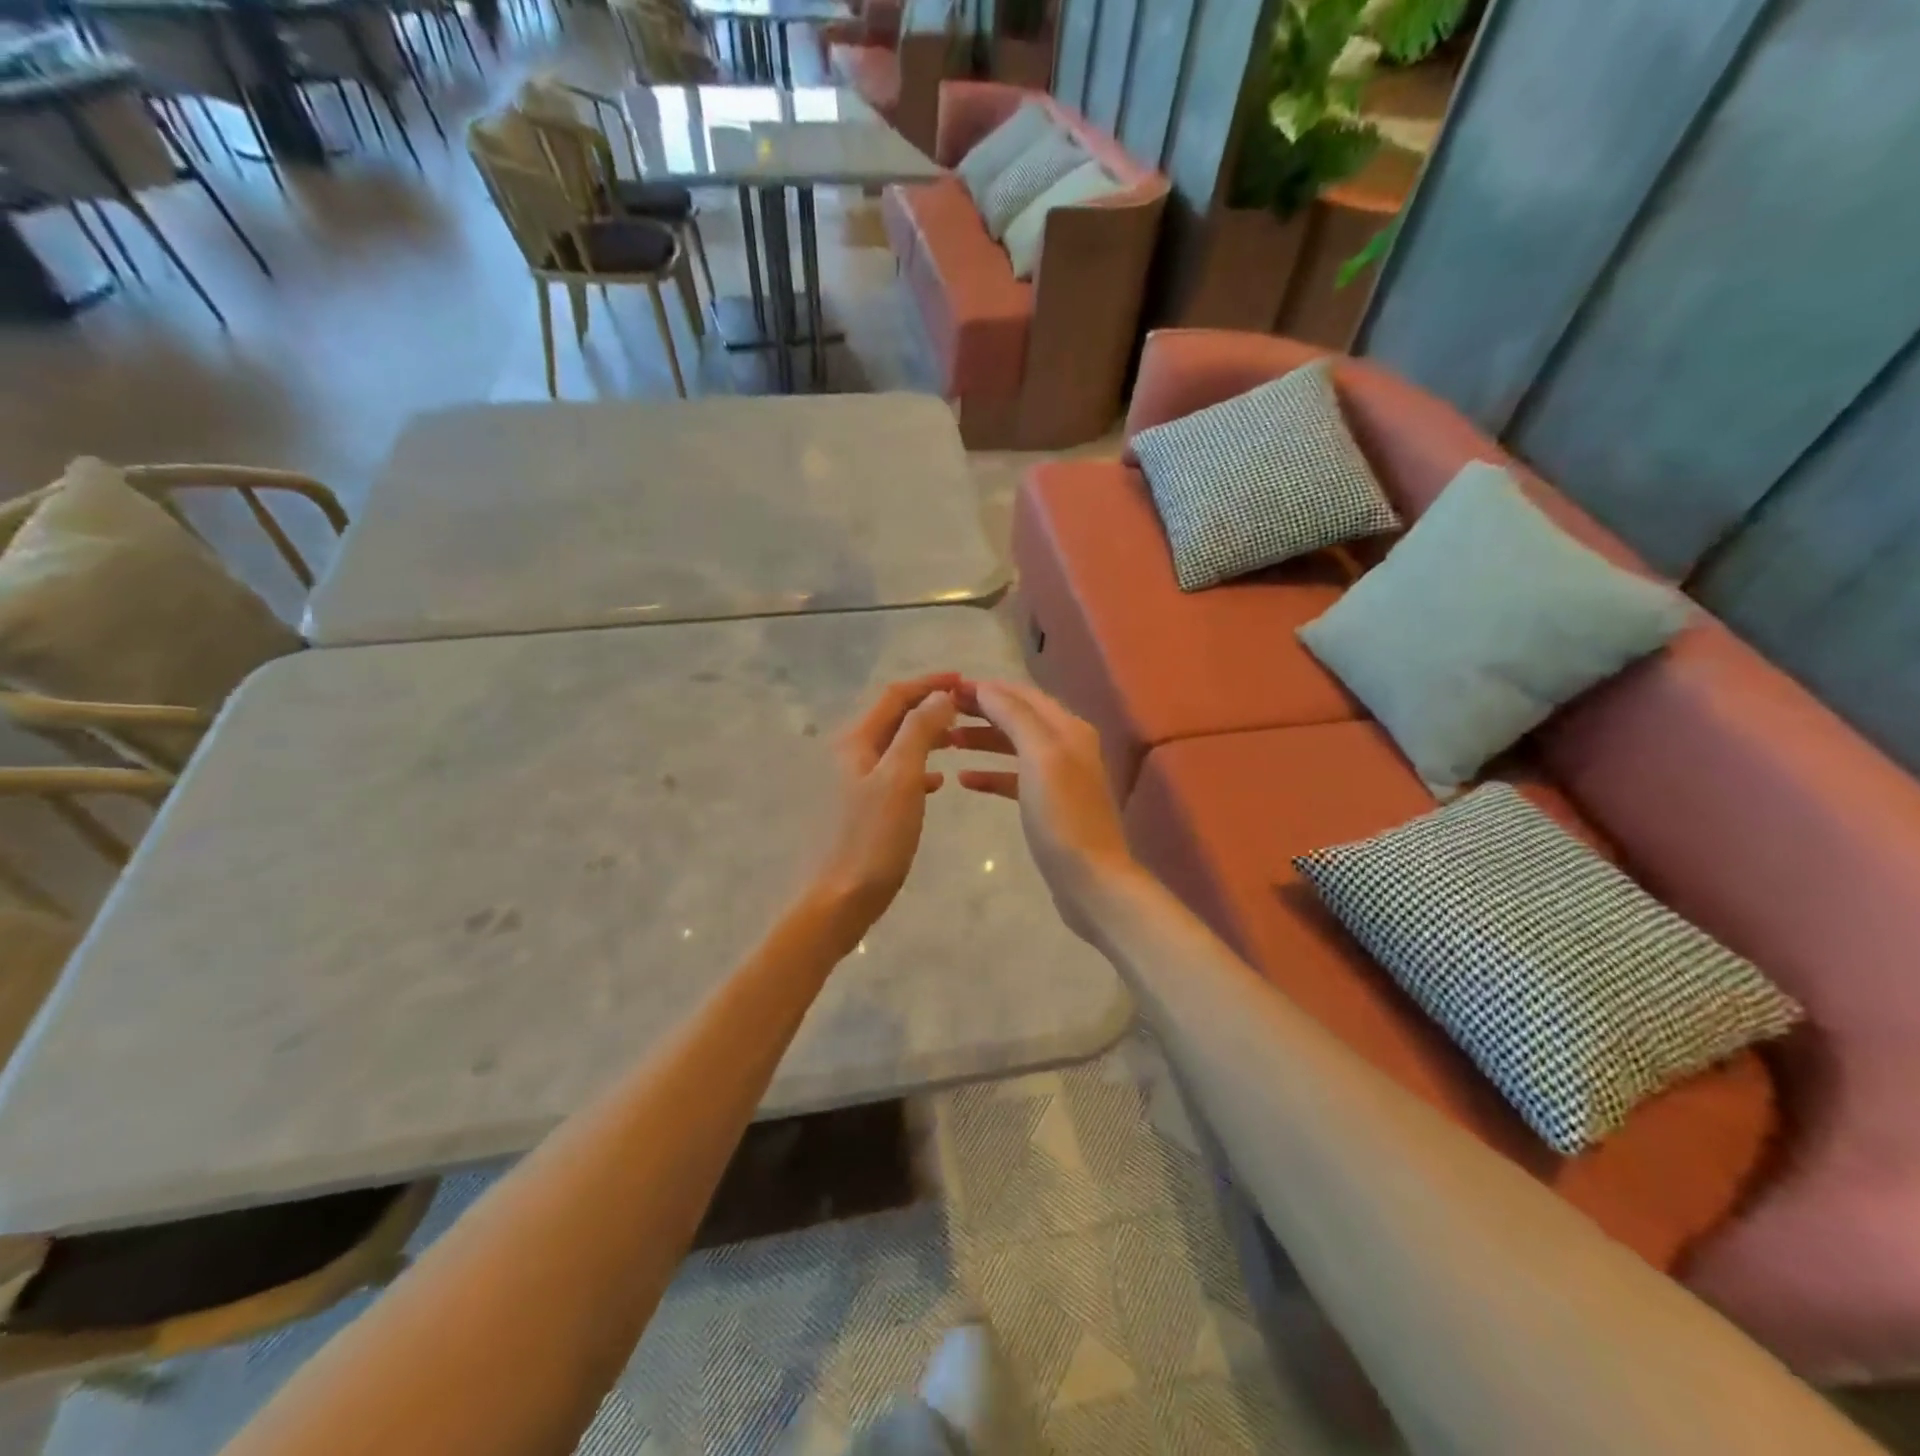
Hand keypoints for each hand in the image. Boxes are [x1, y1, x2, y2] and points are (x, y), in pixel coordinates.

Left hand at [810, 673, 959, 946]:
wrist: (837, 901)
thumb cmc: (871, 839)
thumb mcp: (901, 779)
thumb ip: (919, 731)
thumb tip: (940, 696)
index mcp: (854, 741)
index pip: (895, 696)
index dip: (929, 684)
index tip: (964, 680)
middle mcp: (847, 754)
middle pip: (892, 717)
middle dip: (928, 707)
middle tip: (966, 708)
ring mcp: (850, 782)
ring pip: (894, 746)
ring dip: (924, 736)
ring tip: (958, 739)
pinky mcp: (858, 808)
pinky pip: (892, 774)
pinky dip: (916, 768)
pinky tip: (937, 783)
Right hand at [951, 680, 1137, 938]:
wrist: (1091, 879)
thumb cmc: (1062, 816)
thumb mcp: (1040, 757)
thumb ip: (1015, 716)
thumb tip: (986, 687)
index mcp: (1068, 728)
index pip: (1022, 694)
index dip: (987, 688)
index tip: (947, 689)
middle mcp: (1067, 744)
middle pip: (1018, 717)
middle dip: (981, 711)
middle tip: (941, 712)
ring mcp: (1059, 776)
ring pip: (1014, 746)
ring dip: (982, 740)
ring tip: (946, 742)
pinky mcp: (1048, 805)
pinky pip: (1014, 778)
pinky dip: (990, 774)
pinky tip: (964, 780)